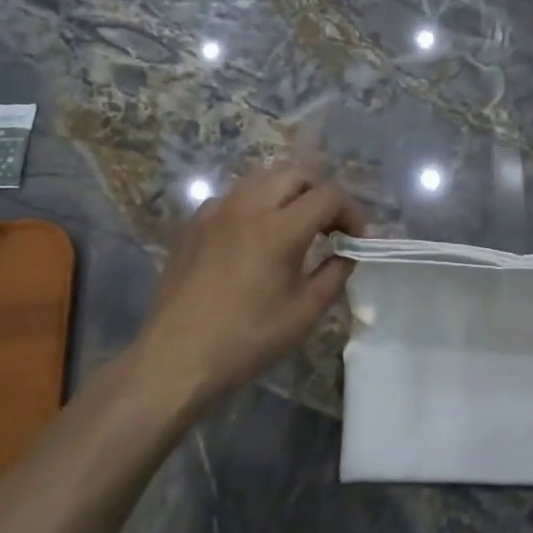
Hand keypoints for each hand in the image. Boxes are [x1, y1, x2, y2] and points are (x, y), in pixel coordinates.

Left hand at [136, 166, 366, 403]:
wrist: (177, 358)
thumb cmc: (248, 339)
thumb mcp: (305, 312)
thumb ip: (335, 274)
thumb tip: (347, 252)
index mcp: (281, 228)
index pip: (328, 195)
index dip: (351, 212)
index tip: (355, 238)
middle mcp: (248, 207)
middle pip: (295, 174)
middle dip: (319, 194)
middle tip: (327, 227)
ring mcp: (216, 211)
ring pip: (261, 179)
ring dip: (286, 194)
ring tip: (293, 226)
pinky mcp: (194, 224)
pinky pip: (233, 198)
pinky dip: (254, 206)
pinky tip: (253, 237)